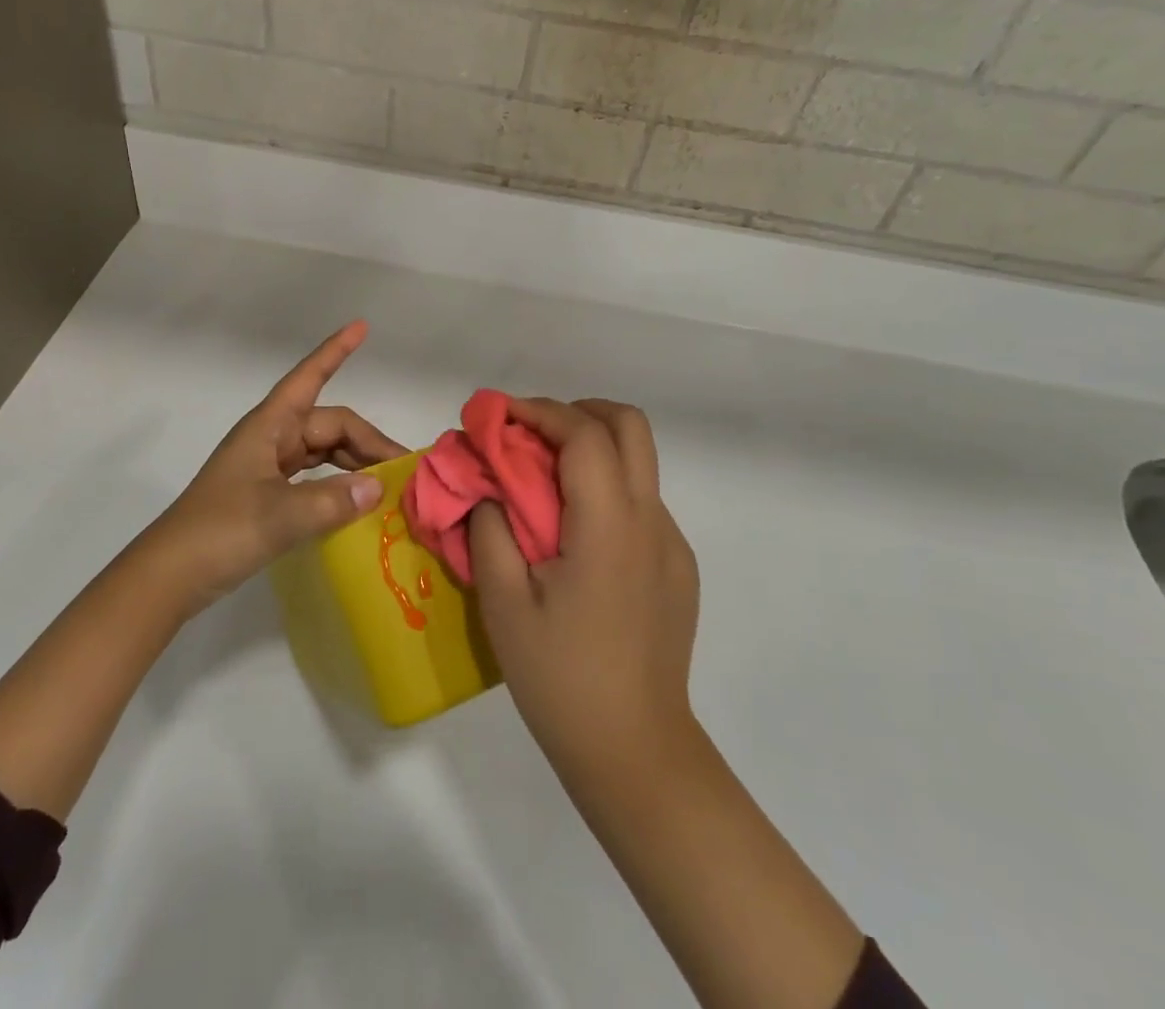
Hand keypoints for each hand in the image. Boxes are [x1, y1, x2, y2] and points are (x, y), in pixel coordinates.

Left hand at [139, 320, 404, 618]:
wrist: (170, 575)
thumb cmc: (220, 531)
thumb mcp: (280, 516)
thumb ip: (332, 500)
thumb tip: (377, 486)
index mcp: (269, 427)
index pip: (309, 377)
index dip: (335, 352)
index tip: (361, 327)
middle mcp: (271, 439)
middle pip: (329, 426)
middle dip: (367, 441)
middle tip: (404, 470)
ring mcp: (268, 467)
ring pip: (323, 452)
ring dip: (355, 463)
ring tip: (388, 485)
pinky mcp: (266, 494)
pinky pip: (313, 476)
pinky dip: (337, 483)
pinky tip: (356, 501)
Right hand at [471, 397, 699, 780]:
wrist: (634, 753)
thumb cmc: (560, 678)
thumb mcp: (503, 603)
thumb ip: (490, 530)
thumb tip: (486, 488)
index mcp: (610, 526)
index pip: (585, 434)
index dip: (540, 411)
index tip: (498, 416)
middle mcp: (652, 522)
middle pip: (630, 427)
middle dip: (578, 412)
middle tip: (530, 434)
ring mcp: (672, 546)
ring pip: (639, 464)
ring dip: (592, 450)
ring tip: (544, 482)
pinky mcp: (679, 570)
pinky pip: (642, 504)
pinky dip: (606, 491)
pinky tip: (575, 535)